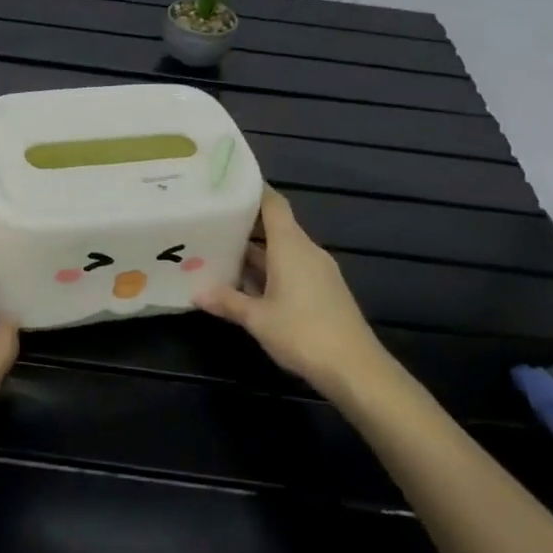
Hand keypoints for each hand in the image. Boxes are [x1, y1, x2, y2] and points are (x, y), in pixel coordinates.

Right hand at [195, 186, 396, 403]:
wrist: (355, 369)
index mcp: (291, 246)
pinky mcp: (323, 291)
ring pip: (282, 251)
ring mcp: (318, 272)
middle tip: (211, 221)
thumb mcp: (257, 318)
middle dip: (245, 224)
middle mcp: (306, 251)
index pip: (273, 204)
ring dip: (255, 252)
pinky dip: (269, 270)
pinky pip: (291, 269)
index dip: (253, 190)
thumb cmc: (303, 332)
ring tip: (220, 252)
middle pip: (275, 226)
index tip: (227, 184)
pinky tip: (247, 285)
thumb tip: (197, 292)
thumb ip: (227, 301)